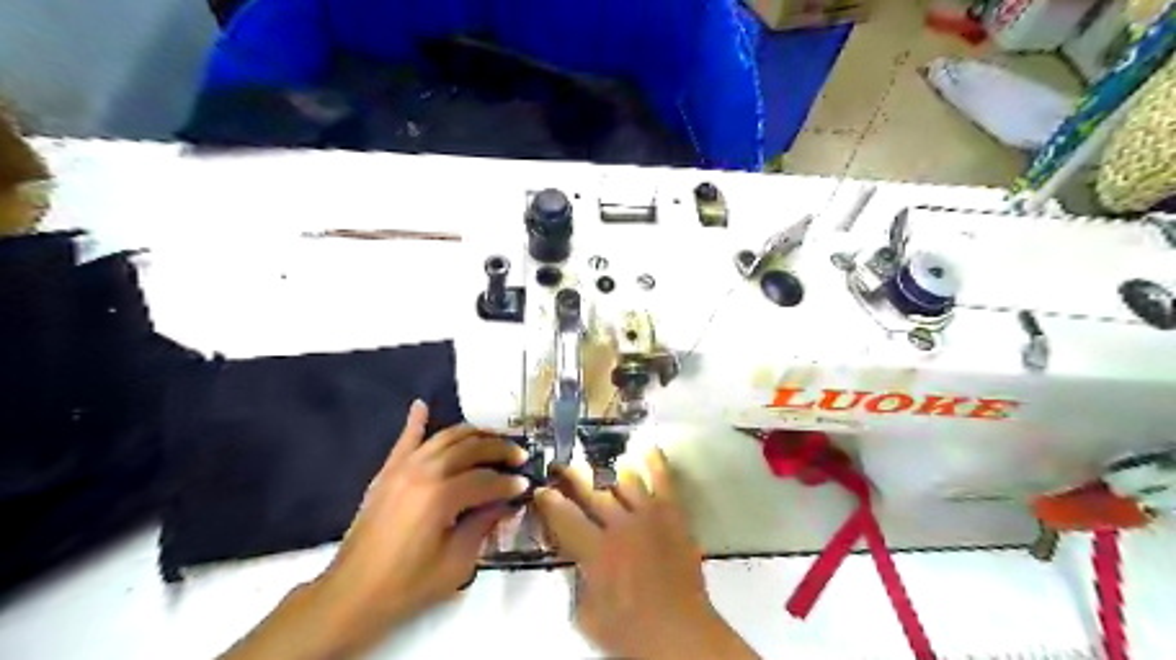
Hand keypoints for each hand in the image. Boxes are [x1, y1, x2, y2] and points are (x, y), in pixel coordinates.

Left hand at [314, 401, 530, 648]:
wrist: (352, 594)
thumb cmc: (408, 585)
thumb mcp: (457, 562)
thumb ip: (484, 525)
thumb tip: (506, 503)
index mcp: (442, 496)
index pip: (487, 479)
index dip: (509, 483)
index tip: (526, 485)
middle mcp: (424, 472)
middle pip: (471, 448)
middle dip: (500, 449)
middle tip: (520, 456)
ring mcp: (403, 468)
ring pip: (446, 437)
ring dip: (473, 434)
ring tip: (494, 438)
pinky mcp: (387, 472)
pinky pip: (405, 440)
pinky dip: (415, 421)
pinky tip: (422, 405)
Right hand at [536, 446, 758, 657]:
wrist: (682, 634)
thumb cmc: (631, 633)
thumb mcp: (588, 616)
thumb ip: (578, 583)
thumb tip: (575, 562)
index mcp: (595, 552)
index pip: (564, 517)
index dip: (548, 501)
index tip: (540, 489)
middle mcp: (620, 526)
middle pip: (591, 491)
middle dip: (571, 475)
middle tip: (560, 464)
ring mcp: (649, 516)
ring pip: (626, 481)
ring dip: (610, 471)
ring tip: (599, 464)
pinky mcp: (672, 515)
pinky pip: (664, 482)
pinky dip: (655, 463)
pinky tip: (647, 448)